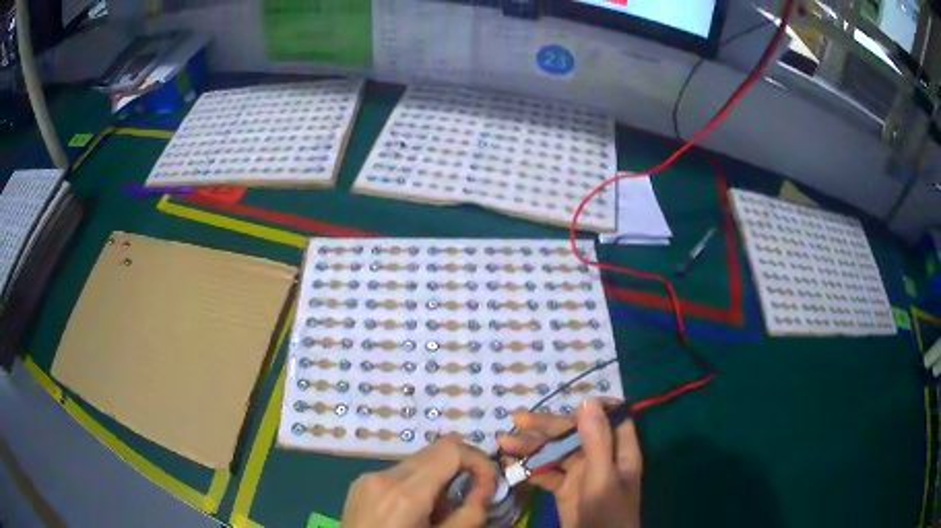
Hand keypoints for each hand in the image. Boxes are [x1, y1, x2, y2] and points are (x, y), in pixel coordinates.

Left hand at [341, 433, 496, 527]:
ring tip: (439, 510)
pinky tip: (415, 510)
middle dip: (462, 468)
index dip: (478, 461)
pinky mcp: (360, 483)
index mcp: (405, 493)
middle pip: (435, 450)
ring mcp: (367, 477)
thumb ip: (470, 514)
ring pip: (418, 461)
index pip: (451, 449)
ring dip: (439, 478)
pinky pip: (399, 472)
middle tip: (472, 496)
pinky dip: (418, 483)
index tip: (487, 486)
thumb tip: (484, 489)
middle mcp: (384, 476)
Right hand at [498, 400, 641, 527]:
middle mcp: (602, 459)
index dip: (593, 407)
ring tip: (503, 442)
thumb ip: (596, 442)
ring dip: (532, 447)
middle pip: (576, 434)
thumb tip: (587, 401)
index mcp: (619, 452)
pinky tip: (510, 464)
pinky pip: (547, 473)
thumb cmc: (606, 514)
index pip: (613, 418)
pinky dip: (530, 468)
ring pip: (557, 453)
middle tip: (516, 420)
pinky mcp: (566, 490)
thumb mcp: (602, 479)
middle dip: (547, 427)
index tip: (567, 402)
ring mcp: (582, 475)